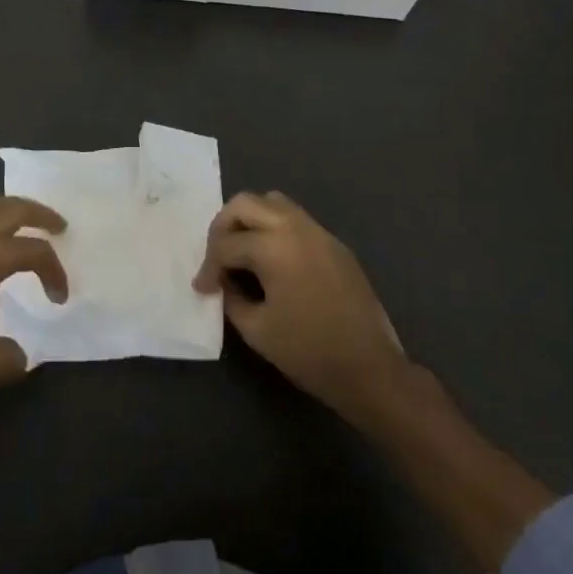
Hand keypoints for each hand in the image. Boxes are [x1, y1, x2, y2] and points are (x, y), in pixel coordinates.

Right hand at [193, 191, 406, 417]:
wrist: (371, 370)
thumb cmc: (309, 352)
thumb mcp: (256, 330)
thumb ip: (231, 298)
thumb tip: (224, 283)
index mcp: (273, 246)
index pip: (225, 244)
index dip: (208, 267)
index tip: (202, 289)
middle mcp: (295, 227)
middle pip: (245, 204)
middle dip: (222, 227)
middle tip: (217, 258)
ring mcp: (319, 232)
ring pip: (273, 202)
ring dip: (250, 220)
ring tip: (242, 252)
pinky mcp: (335, 244)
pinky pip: (296, 220)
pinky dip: (275, 229)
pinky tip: (273, 262)